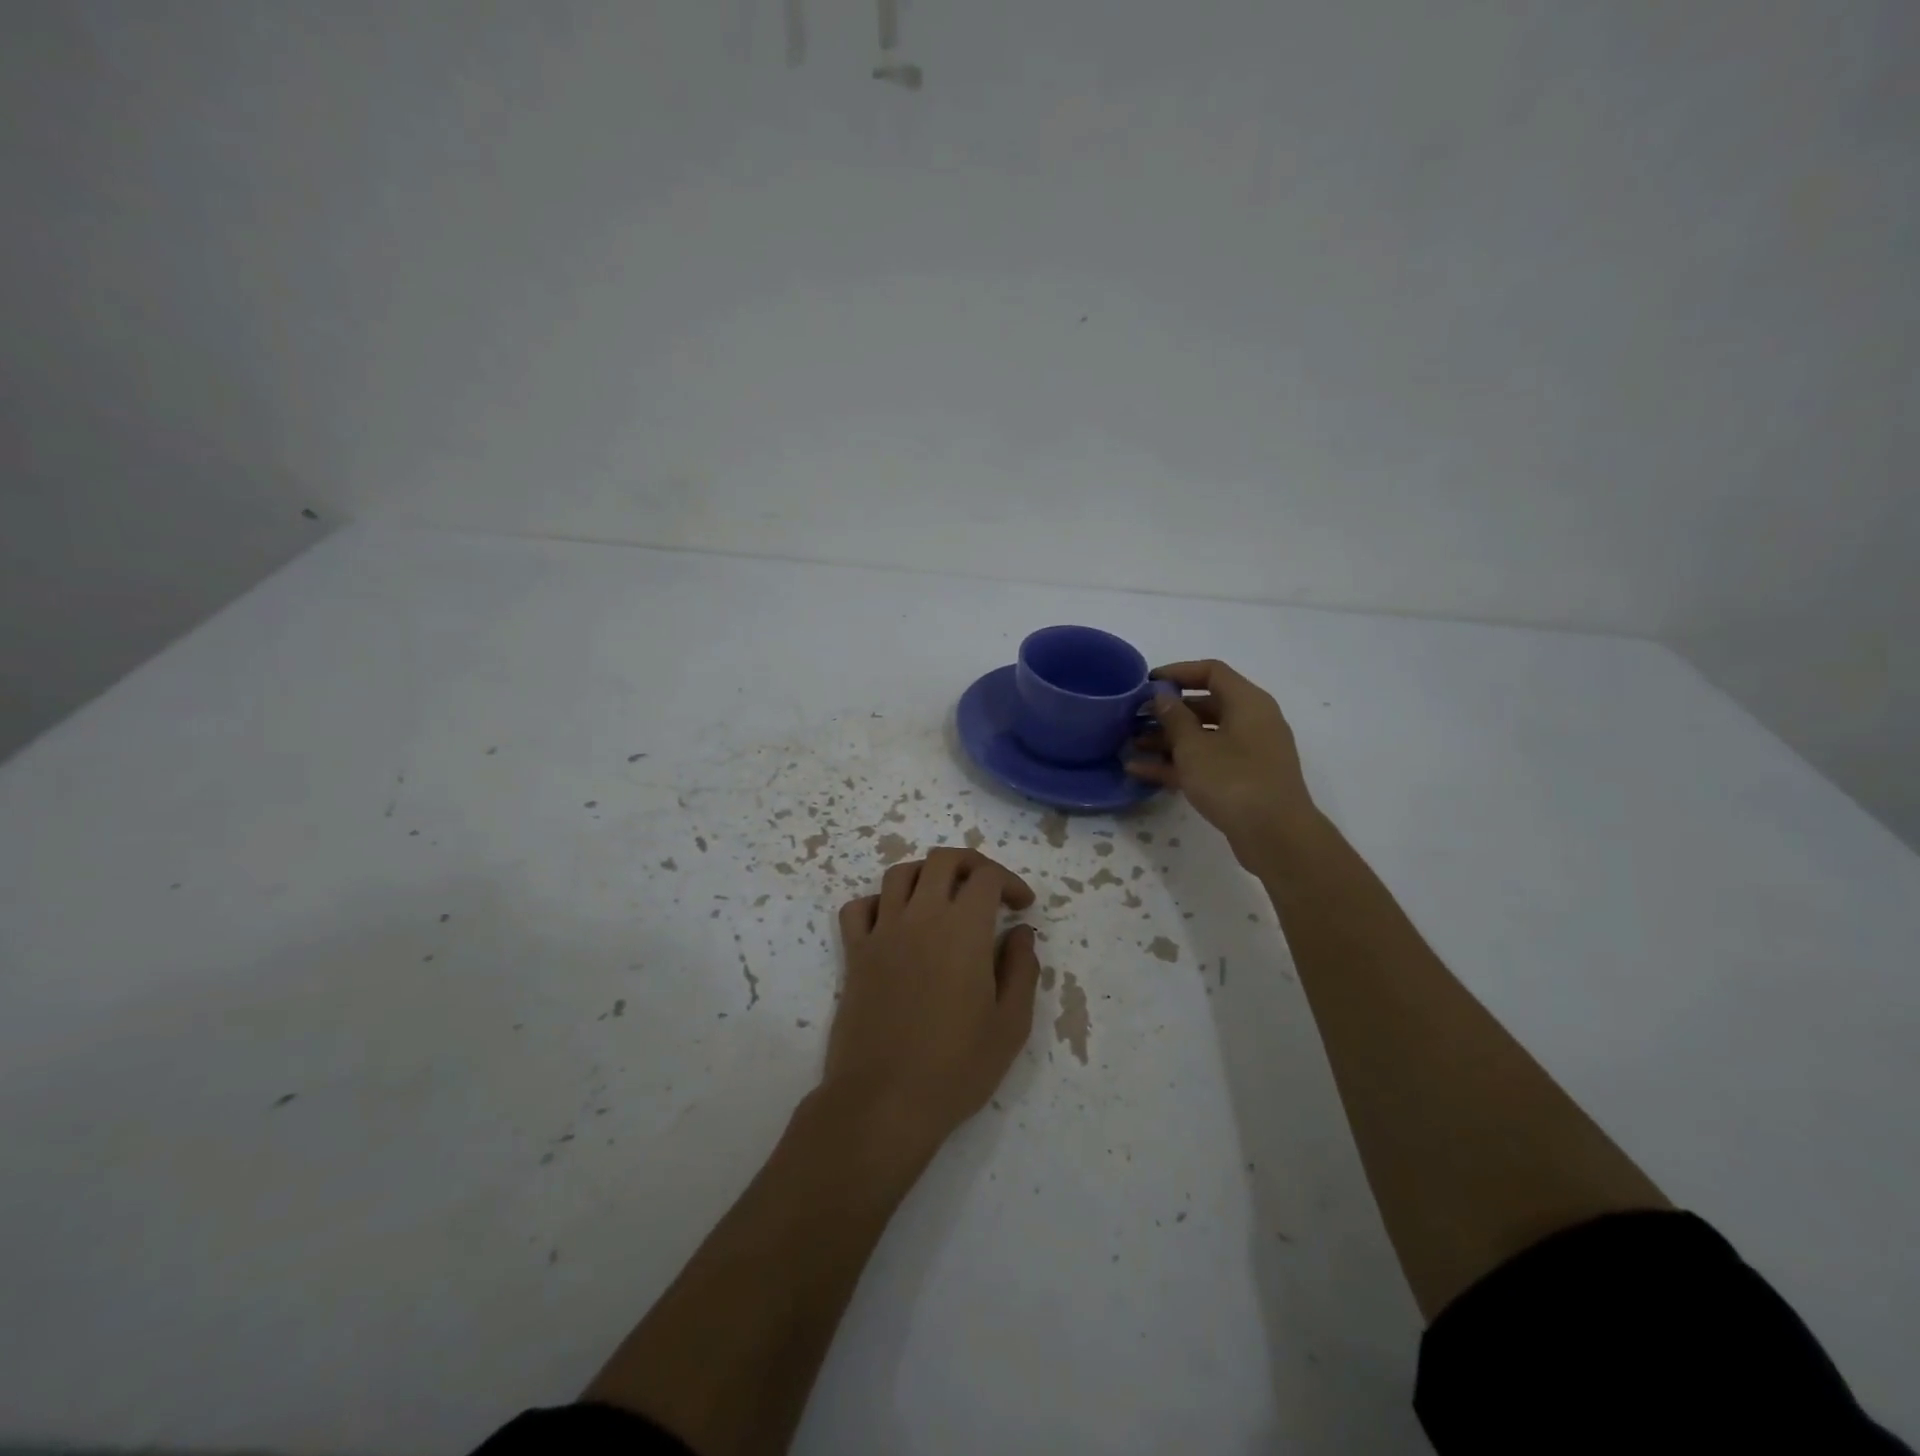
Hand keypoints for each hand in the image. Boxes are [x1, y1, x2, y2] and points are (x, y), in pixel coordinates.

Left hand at [828, 849, 1040, 1151]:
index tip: (1022, 907)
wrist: (883, 1101)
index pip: (986, 877)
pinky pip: (859, 907)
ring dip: (927, 875)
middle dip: (971, 864)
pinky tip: (894, 923)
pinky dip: (878, 902)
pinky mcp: (855, 954)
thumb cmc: (956, 1067)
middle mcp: (920, 917)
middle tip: (987, 889)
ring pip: (900, 873)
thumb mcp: (1010, 1024)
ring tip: (943, 898)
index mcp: (963, 929)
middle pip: (942, 860)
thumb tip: (1021, 933)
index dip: (1009, 882)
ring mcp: (882, 932)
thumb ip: (1021, 969)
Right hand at [1126, 659, 1317, 865]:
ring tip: (1131, 746)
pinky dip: (1178, 764)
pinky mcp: (1243, 780)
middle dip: (1167, 712)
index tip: (1146, 683)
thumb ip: (1174, 718)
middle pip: (1205, 705)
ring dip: (1168, 740)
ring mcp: (1249, 753)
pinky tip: (1142, 772)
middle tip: (1134, 718)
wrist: (1276, 835)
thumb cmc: (1233, 780)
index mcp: (1247, 702)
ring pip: (1203, 737)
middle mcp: (1252, 722)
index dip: (1177, 672)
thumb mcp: (1194, 746)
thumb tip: (1163, 696)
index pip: (1211, 671)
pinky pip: (1207, 762)